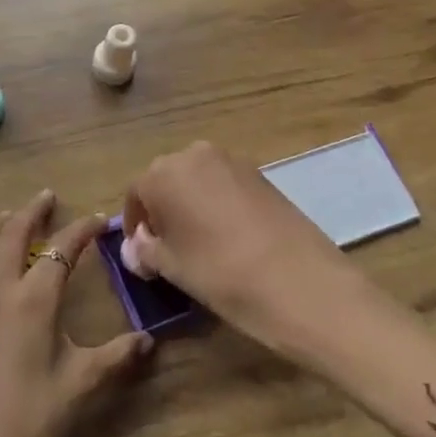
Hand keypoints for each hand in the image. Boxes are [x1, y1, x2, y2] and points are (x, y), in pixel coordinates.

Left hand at [0, 191, 153, 436]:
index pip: (61, 251)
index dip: (81, 230)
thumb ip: (116, 356)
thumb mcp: (80, 386)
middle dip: (31, 212)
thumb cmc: (33, 424)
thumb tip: (149, 341)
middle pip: (10, 236)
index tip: (97, 219)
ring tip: (5, 217)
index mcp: (32, 303)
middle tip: (46, 197)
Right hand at [122, 141, 363, 365]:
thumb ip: (146, 251)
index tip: (141, 253)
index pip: (136, 194)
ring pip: (197, 181)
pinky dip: (217, 204)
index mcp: (162, 174)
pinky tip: (227, 236)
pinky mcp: (261, 174)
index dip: (136, 224)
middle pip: (166, 180)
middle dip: (162, 210)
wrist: (300, 281)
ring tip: (198, 243)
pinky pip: (224, 185)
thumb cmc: (220, 273)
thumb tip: (135, 247)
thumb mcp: (172, 268)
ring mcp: (231, 161)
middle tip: (167, 247)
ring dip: (190, 205)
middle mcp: (193, 155)